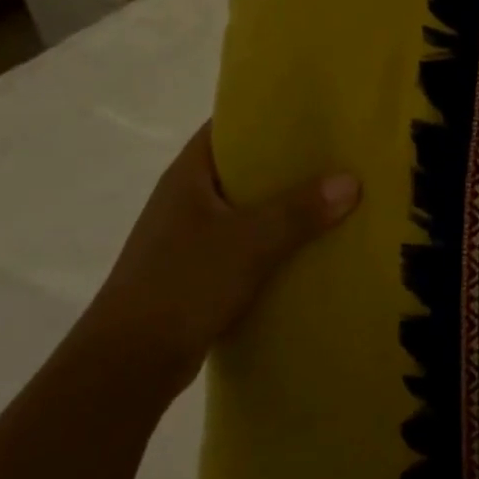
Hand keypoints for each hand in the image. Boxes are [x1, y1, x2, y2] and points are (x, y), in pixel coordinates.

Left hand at [75, 123, 360, 396]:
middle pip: (246, 168)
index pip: (230, 127)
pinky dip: (278, 242)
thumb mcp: (248, 242)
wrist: (127, 366)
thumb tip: (352, 180)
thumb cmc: (182, 285)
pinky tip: (314, 247)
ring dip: (287, 206)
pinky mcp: (200, 272)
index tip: (315, 112)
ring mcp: (192, 237)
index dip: (269, 114)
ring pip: (250, 209)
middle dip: (290, 163)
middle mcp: (188, 199)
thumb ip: (299, 210)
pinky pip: (248, 244)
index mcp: (189, 176)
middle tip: (341, 154)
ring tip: (339, 197)